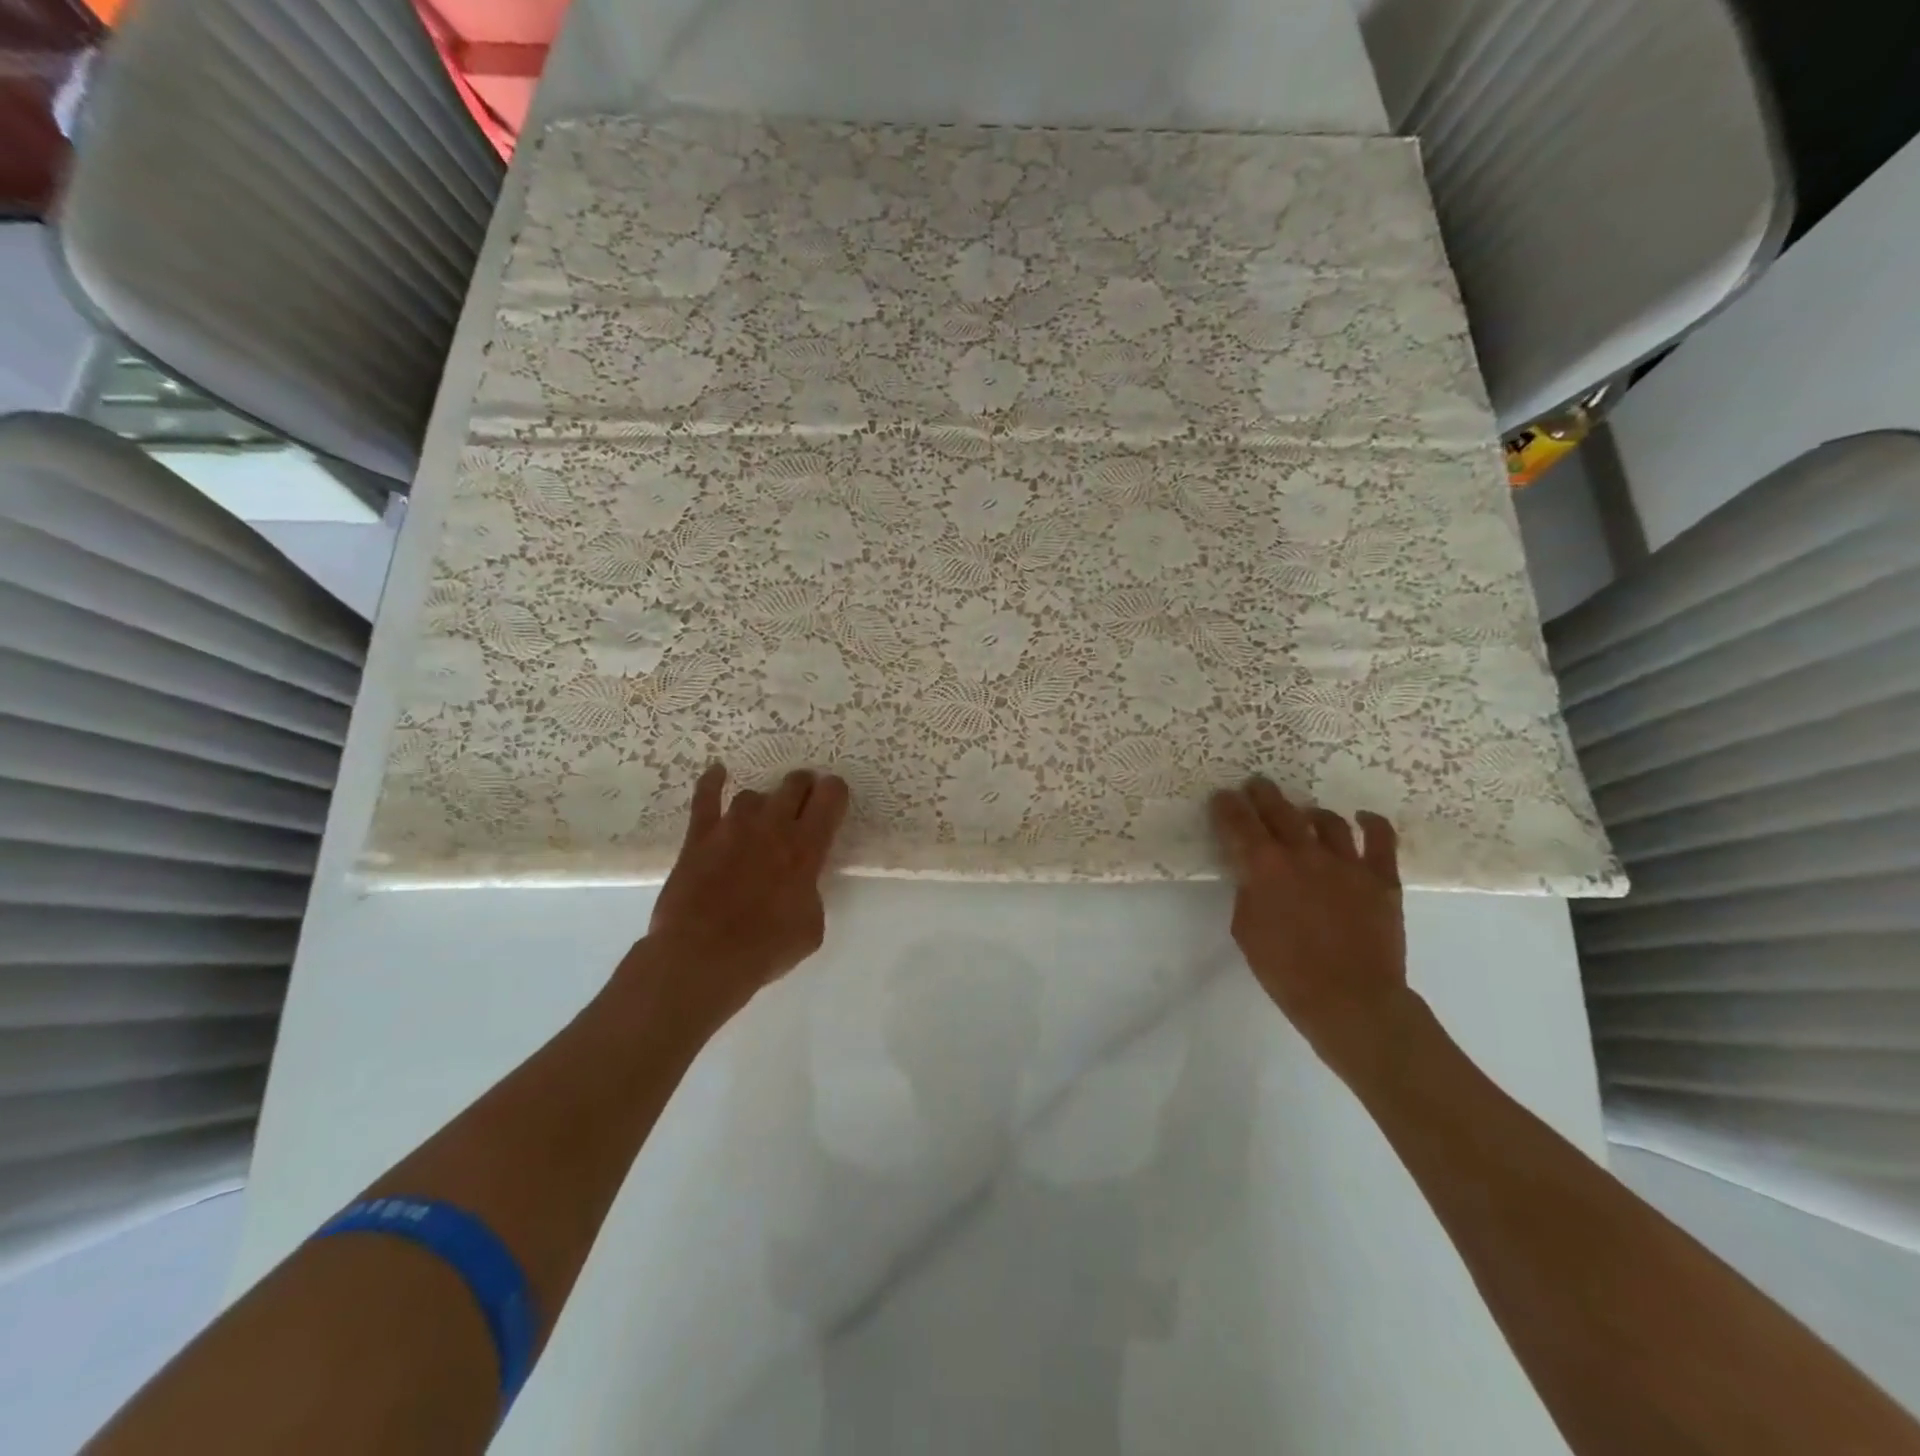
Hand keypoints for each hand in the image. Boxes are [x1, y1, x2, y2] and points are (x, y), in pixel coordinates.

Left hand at [628, 763, 848, 1029]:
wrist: (703, 958)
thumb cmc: (766, 949)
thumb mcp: (811, 926)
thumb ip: (810, 893)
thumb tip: (800, 884)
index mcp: (806, 848)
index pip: (830, 796)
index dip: (835, 791)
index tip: (834, 798)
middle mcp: (773, 827)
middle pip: (794, 784)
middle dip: (804, 787)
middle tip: (804, 801)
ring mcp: (733, 827)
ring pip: (753, 795)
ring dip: (763, 804)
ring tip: (762, 820)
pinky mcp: (699, 837)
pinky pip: (706, 798)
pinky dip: (712, 782)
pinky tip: (718, 772)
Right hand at [1209, 777, 1409, 1069]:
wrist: (1350, 1001)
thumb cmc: (1286, 972)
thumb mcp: (1246, 930)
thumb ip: (1248, 892)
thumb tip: (1254, 874)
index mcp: (1264, 867)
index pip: (1238, 823)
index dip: (1226, 806)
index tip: (1222, 798)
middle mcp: (1303, 853)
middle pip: (1279, 810)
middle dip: (1263, 794)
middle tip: (1256, 786)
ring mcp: (1346, 862)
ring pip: (1326, 820)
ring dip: (1309, 812)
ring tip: (1304, 813)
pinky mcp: (1380, 877)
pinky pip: (1380, 838)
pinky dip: (1371, 823)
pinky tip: (1362, 818)